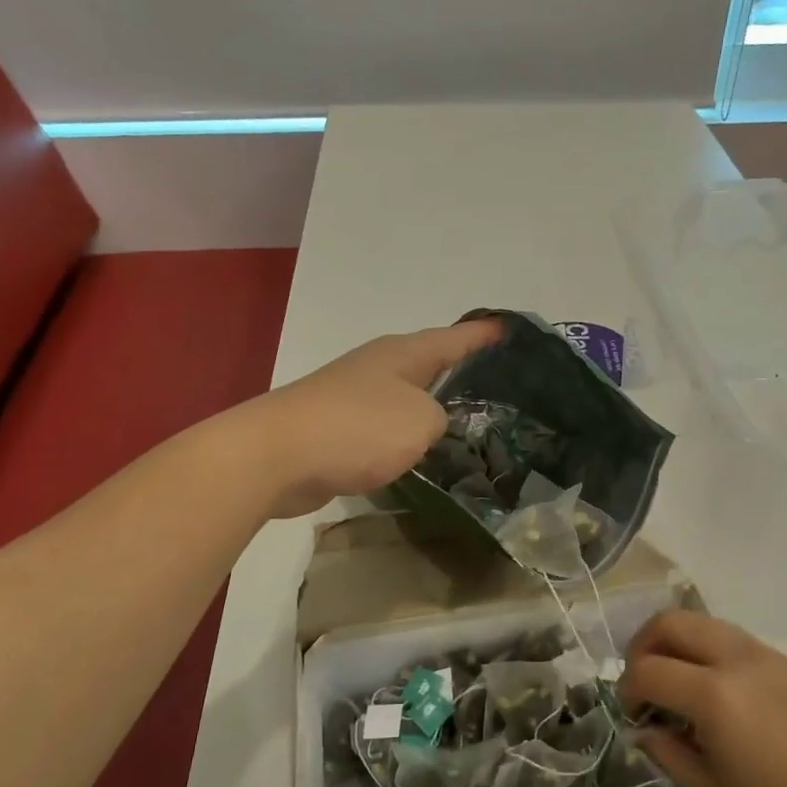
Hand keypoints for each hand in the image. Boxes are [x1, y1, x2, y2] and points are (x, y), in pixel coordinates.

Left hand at [244, 320, 502, 518]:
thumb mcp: (420, 420)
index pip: (455, 338)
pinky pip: (386, 428)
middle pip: (430, 365)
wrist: (276, 456)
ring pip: (408, 399)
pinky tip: (421, 454)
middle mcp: (380, 367)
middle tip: (499, 387)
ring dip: (432, 409)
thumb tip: (428, 424)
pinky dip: (406, 436)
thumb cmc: (357, 428)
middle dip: (461, 373)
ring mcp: (355, 397)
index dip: (484, 335)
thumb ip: (440, 419)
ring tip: (468, 426)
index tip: (511, 330)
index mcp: (404, 354)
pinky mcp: (339, 429)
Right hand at [621, 610, 786, 786]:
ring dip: (677, 644)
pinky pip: (733, 641)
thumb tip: (647, 731)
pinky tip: (718, 699)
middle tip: (642, 686)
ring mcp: (769, 657)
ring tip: (676, 689)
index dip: (627, 690)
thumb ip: (673, 755)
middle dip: (644, 646)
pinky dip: (708, 653)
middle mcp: (738, 660)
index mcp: (715, 696)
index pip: (648, 670)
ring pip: (704, 624)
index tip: (630, 717)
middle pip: (672, 622)